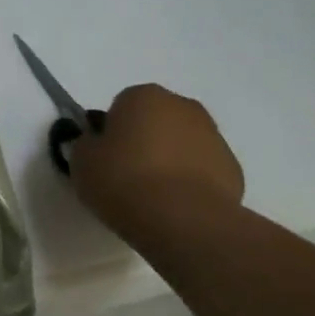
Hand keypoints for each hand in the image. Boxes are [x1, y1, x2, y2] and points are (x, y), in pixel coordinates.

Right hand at [71, 84, 244, 236]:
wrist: (182, 220)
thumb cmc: (124, 181)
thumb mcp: (82, 162)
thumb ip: (85, 144)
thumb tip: (95, 143)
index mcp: (143, 96)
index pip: (120, 106)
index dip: (110, 132)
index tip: (104, 159)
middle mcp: (183, 106)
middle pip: (155, 120)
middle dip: (143, 141)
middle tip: (126, 176)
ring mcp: (213, 135)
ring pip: (182, 143)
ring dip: (169, 160)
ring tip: (152, 197)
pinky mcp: (232, 167)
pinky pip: (202, 170)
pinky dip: (190, 182)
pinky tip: (176, 207)